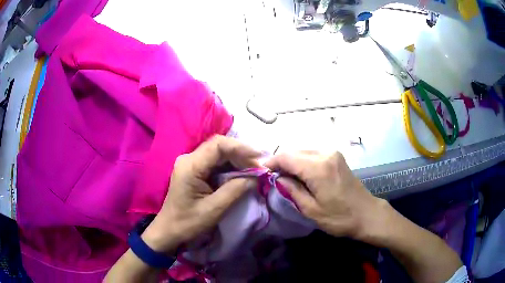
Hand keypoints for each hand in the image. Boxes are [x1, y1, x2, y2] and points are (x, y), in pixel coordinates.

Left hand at [141, 135, 259, 253]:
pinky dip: (230, 167)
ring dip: (237, 160)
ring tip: (254, 171)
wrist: (169, 230)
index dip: (241, 147)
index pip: (218, 145)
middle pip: (219, 147)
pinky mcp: (194, 170)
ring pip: (218, 153)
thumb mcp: (214, 209)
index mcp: (190, 166)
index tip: (259, 158)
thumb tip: (256, 176)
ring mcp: (191, 163)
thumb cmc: (188, 223)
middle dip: (241, 155)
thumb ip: (236, 190)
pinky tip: (241, 174)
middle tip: (259, 168)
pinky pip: (215, 162)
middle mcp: (189, 159)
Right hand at [265, 151, 386, 241]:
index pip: (287, 157)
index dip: (272, 162)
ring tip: (284, 176)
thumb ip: (292, 190)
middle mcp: (325, 154)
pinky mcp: (337, 157)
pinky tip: (300, 173)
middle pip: (295, 151)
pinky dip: (303, 161)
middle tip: (272, 175)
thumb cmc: (339, 217)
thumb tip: (278, 177)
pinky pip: (313, 154)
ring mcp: (333, 153)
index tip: (262, 170)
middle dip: (281, 161)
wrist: (366, 214)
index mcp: (318, 168)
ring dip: (292, 161)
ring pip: (304, 151)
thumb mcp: (312, 210)